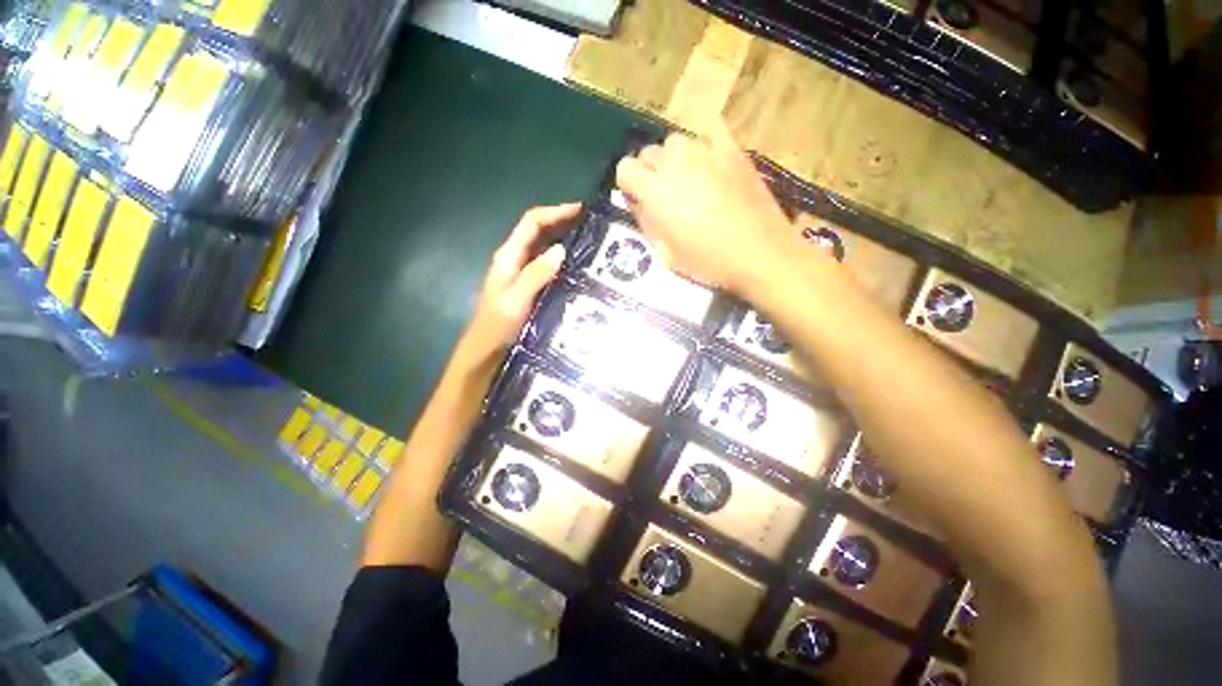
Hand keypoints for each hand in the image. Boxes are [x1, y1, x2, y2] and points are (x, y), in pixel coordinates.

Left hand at [456, 203, 579, 366]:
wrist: (486, 349)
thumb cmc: (498, 326)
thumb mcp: (517, 300)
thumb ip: (537, 274)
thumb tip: (561, 249)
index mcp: (508, 256)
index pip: (531, 222)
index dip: (555, 212)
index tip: (581, 210)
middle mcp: (513, 258)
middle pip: (537, 230)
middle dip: (561, 222)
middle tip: (590, 225)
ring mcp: (519, 272)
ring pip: (541, 246)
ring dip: (562, 238)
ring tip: (588, 241)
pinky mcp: (525, 284)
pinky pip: (544, 263)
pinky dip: (560, 258)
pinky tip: (575, 265)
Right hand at [615, 120, 801, 294]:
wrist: (759, 253)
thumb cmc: (707, 261)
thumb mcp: (664, 253)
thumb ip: (644, 221)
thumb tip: (636, 201)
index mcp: (655, 190)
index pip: (624, 167)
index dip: (628, 185)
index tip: (638, 201)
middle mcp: (675, 163)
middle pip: (648, 152)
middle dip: (648, 171)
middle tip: (663, 196)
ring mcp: (706, 152)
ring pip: (676, 141)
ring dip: (673, 159)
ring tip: (687, 181)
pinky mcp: (733, 151)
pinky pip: (710, 132)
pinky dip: (702, 144)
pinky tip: (708, 162)